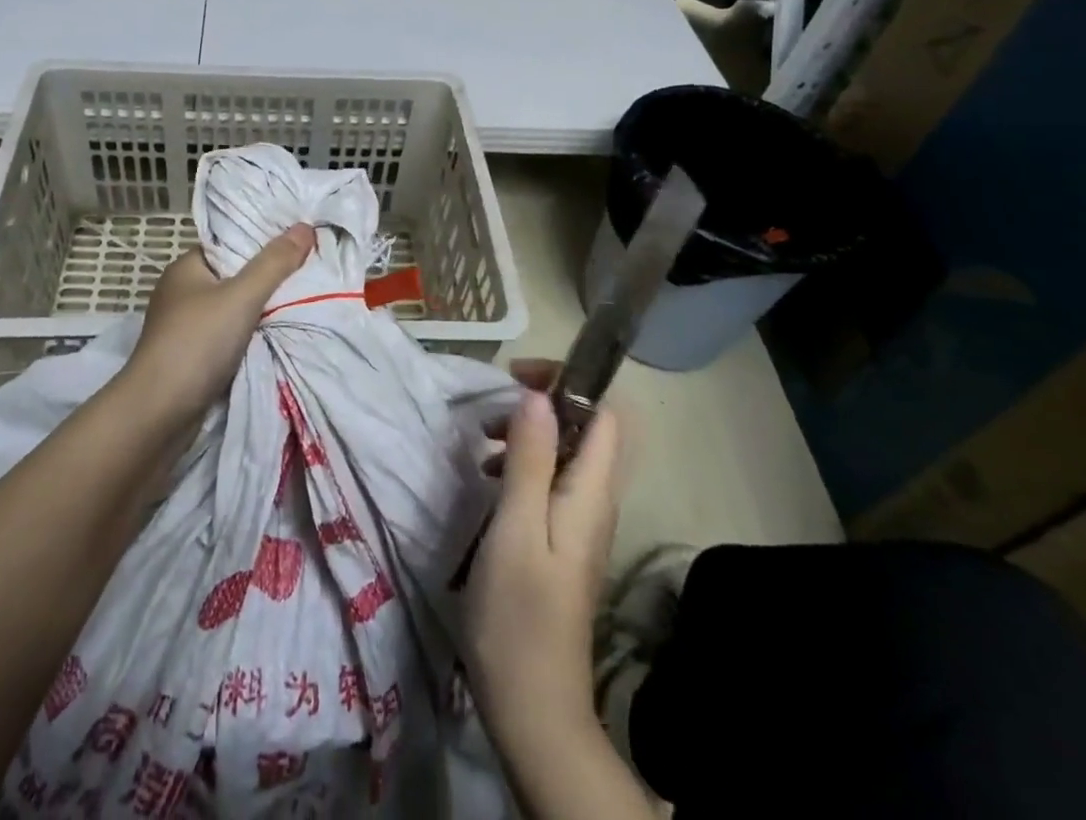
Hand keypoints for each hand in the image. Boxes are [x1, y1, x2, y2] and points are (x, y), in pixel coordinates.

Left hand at [122, 225, 314, 420]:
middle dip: (268, 279)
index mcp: (186, 267)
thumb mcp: (242, 296)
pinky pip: (229, 337)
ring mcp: (185, 327)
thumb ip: (274, 263)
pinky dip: (251, 337)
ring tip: (303, 302)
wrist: (159, 413)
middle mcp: (183, 292)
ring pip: (234, 310)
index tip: (299, 243)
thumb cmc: (197, 343)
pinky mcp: (192, 357)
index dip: (263, 242)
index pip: (230, 244)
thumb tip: (305, 226)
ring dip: (261, 312)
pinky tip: (279, 336)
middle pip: (235, 276)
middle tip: (309, 274)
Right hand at [464, 362, 623, 752]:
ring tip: (482, 444)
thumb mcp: (516, 528)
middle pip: (585, 430)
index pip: (604, 415)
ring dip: (527, 436)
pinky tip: (489, 481)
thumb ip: (531, 460)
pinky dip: (522, 466)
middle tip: (490, 413)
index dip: (567, 383)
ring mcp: (579, 525)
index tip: (516, 378)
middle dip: (541, 406)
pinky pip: (550, 482)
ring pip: (564, 455)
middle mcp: (594, 503)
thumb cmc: (519, 614)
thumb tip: (539, 397)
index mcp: (590, 495)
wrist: (532, 707)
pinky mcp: (560, 542)